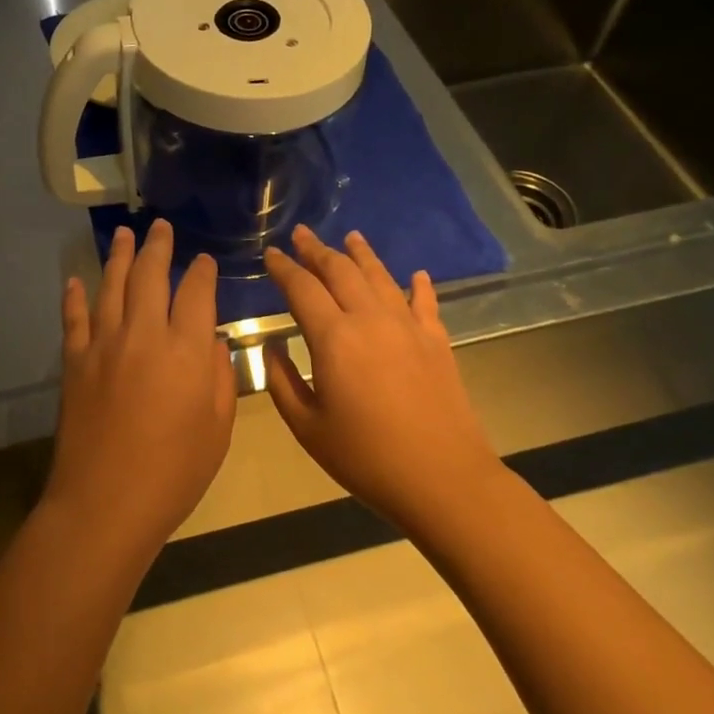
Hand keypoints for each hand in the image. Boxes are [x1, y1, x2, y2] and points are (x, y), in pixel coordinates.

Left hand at [46, 219, 235, 551]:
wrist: (106, 502)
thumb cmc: (174, 472)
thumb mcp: (217, 429)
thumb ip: (218, 376)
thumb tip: (209, 339)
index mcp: (185, 350)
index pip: (196, 293)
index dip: (201, 272)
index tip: (203, 260)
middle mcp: (143, 335)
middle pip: (150, 276)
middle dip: (158, 247)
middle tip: (161, 227)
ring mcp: (104, 345)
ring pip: (111, 286)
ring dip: (119, 257)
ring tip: (124, 234)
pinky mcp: (75, 362)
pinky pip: (74, 319)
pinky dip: (74, 297)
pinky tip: (74, 280)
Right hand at [263, 226, 499, 531]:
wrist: (442, 479)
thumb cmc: (366, 458)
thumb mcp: (307, 427)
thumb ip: (282, 382)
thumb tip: (273, 348)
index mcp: (333, 338)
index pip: (301, 288)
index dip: (284, 268)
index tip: (271, 253)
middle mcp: (370, 319)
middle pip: (340, 271)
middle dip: (317, 250)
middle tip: (302, 233)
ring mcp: (408, 327)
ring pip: (380, 276)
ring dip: (362, 254)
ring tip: (351, 237)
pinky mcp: (436, 341)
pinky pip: (424, 302)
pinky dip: (418, 285)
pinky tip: (416, 274)